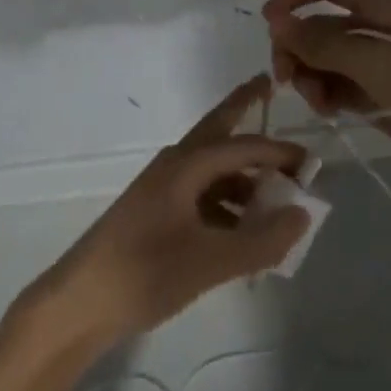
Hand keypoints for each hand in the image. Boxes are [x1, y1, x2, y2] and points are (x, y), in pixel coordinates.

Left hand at [26, 76, 310, 351]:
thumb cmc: (144, 272)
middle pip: (217, 129)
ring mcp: (162, 190)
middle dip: (242, 108)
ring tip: (275, 196)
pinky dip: (227, 203)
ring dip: (242, 173)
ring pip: (211, 168)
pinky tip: (243, 231)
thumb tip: (303, 214)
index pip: (242, 145)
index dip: (279, 152)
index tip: (312, 162)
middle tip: (267, 86)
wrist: (79, 304)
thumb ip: (261, 240)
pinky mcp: (156, 214)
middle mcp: (174, 167)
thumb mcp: (211, 261)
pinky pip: (201, 195)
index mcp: (185, 165)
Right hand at [263, 0, 390, 190]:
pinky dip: (323, 94)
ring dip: (308, 75)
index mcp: (375, 7)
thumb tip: (276, 23)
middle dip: (296, 47)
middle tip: (285, 78)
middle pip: (316, 25)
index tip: (268, 20)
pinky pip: (332, 85)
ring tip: (316, 100)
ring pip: (320, 59)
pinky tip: (327, 111)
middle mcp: (369, 29)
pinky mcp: (370, 93)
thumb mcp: (367, 57)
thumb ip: (319, 41)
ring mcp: (369, 62)